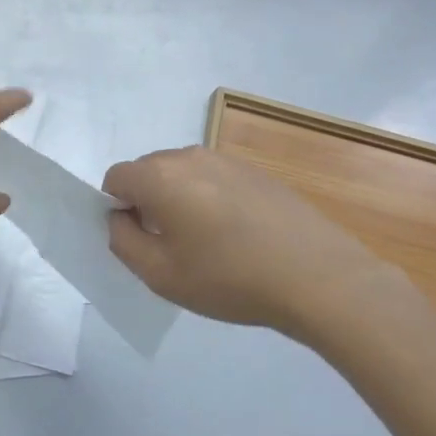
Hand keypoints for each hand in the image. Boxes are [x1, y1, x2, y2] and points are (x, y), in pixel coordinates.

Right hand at [103, 146, 427, 349]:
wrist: (320, 277)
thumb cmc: (229, 278)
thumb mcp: (160, 274)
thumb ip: (123, 241)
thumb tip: (120, 217)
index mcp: (159, 176)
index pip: (115, 177)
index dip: (117, 208)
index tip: (139, 239)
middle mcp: (189, 156)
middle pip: (148, 171)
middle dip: (147, 201)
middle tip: (170, 245)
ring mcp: (226, 160)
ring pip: (182, 174)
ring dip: (180, 199)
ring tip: (207, 243)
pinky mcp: (256, 172)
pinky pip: (214, 179)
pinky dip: (211, 200)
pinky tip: (238, 236)